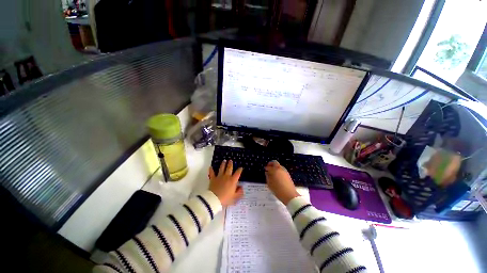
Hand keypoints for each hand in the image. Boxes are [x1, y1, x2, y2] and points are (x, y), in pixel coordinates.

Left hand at [209, 160, 243, 206]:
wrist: (214, 199)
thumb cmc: (226, 199)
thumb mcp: (235, 197)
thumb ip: (239, 192)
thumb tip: (241, 187)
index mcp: (233, 180)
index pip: (237, 173)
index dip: (239, 170)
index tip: (241, 167)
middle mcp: (227, 176)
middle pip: (229, 168)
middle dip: (230, 164)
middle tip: (230, 160)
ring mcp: (219, 177)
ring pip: (221, 168)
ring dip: (223, 164)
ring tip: (224, 160)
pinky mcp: (213, 179)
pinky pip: (212, 173)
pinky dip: (211, 170)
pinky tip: (210, 167)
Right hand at [265, 160, 299, 204]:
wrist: (289, 195)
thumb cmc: (278, 189)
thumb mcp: (270, 184)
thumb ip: (267, 177)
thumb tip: (267, 173)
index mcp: (275, 170)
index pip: (269, 166)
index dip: (266, 168)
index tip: (265, 169)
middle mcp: (280, 169)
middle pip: (275, 163)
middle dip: (271, 164)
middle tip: (268, 168)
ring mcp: (285, 171)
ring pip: (279, 166)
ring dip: (275, 167)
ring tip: (273, 172)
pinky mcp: (288, 174)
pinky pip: (282, 170)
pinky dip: (279, 170)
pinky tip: (277, 176)